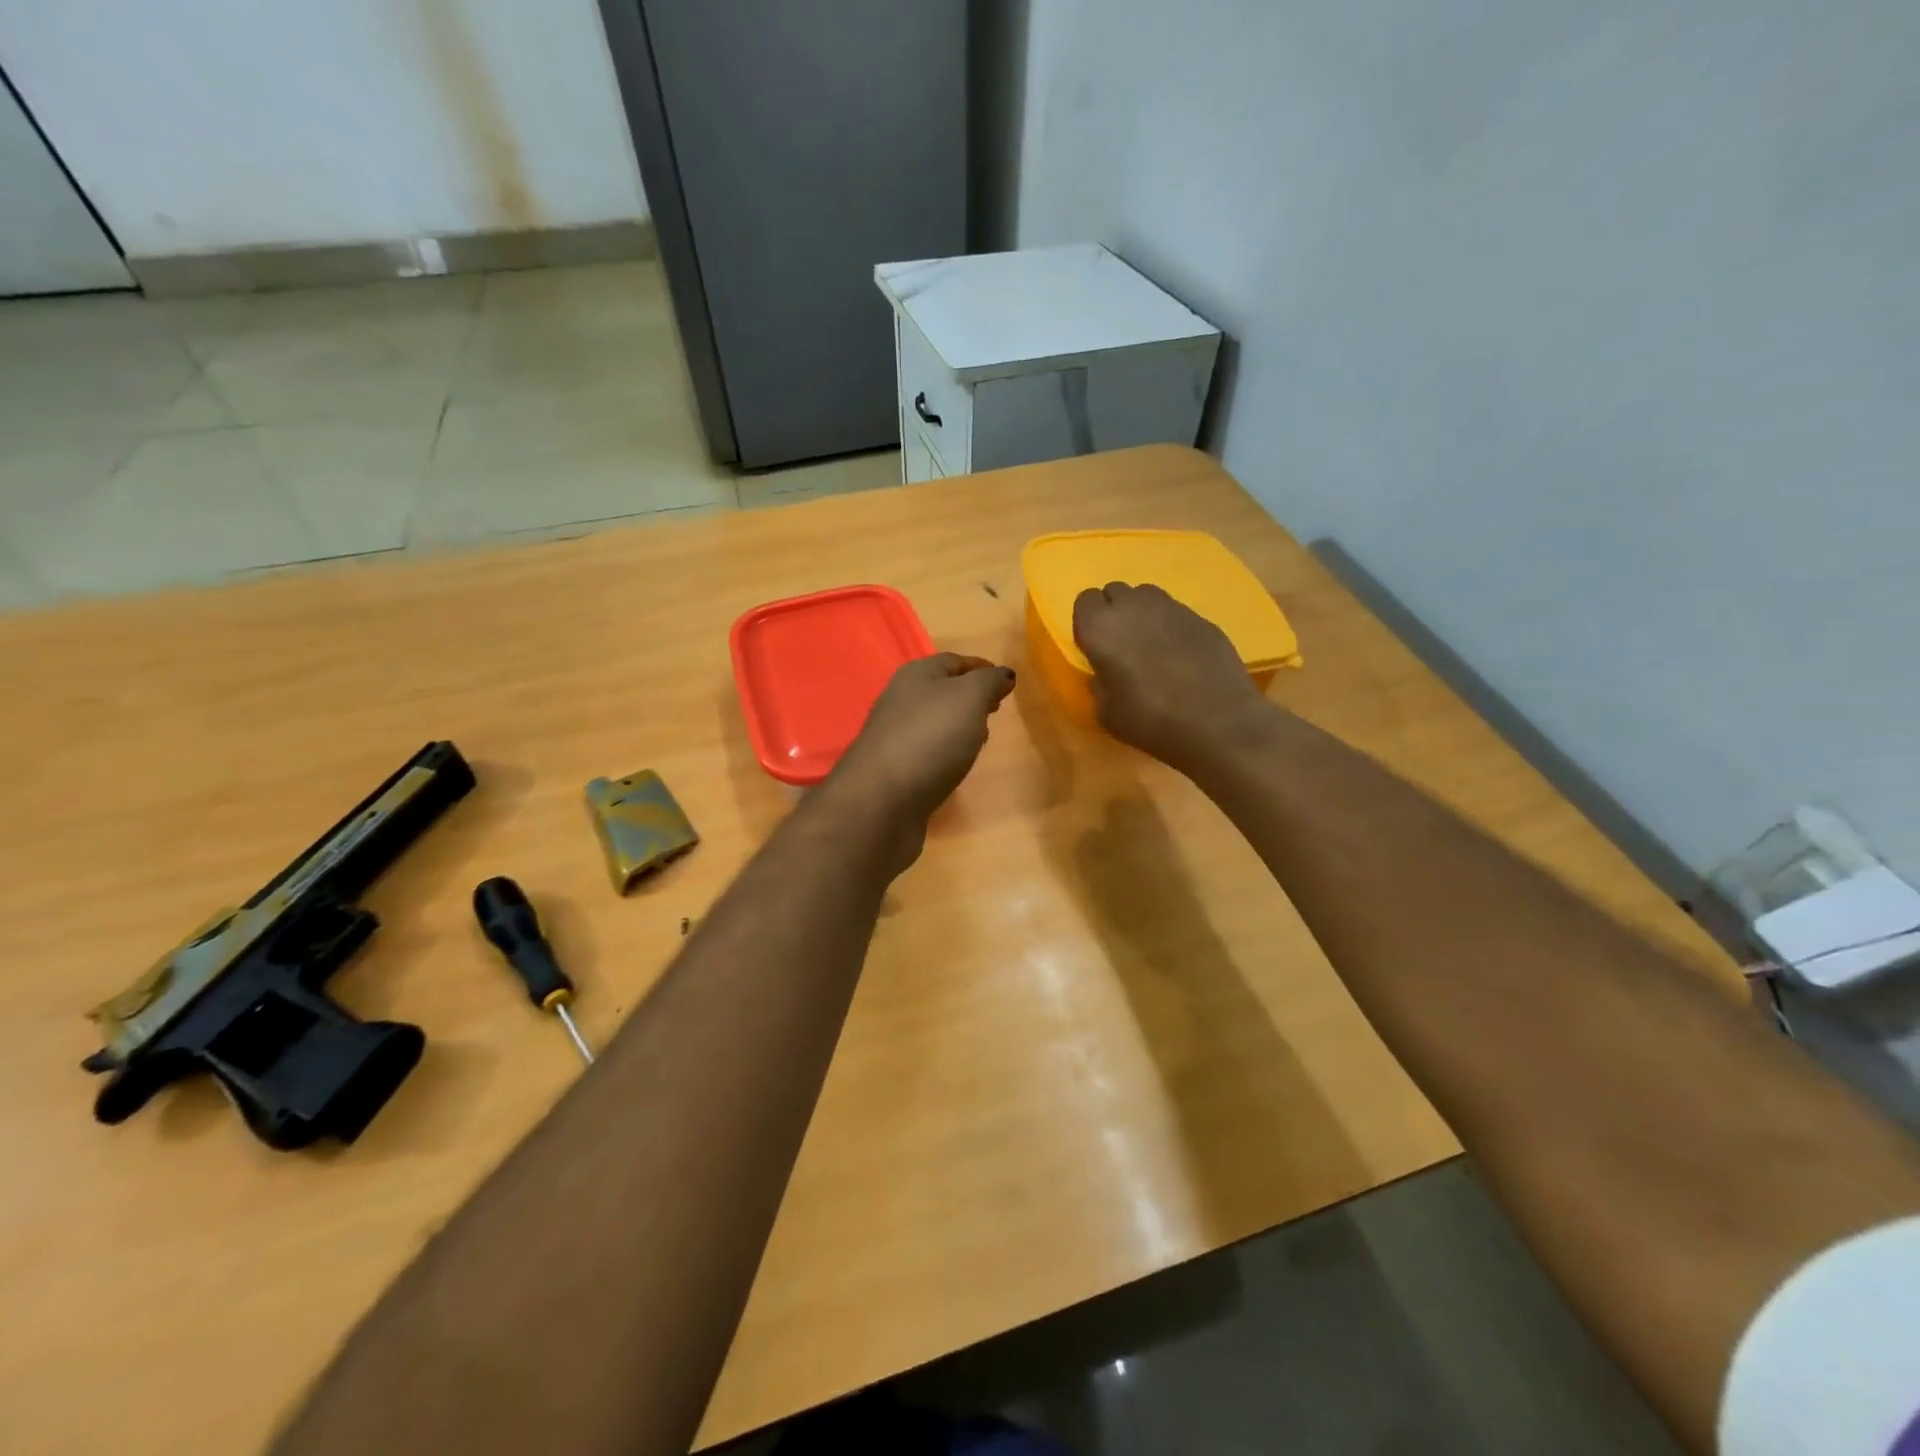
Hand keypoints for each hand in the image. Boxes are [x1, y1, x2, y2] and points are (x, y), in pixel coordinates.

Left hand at [825, 653, 1015, 851]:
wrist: (881, 800)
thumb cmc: (930, 738)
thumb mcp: (969, 698)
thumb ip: (989, 682)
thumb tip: (1004, 674)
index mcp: (915, 676)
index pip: (953, 661)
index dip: (981, 668)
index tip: (1007, 682)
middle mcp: (901, 701)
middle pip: (941, 692)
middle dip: (970, 698)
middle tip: (996, 710)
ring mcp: (895, 737)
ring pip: (934, 724)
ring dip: (958, 727)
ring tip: (981, 740)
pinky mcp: (895, 771)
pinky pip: (927, 753)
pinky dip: (945, 754)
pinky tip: (957, 767)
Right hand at [1072, 582, 1269, 771]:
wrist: (1217, 723)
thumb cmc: (1150, 721)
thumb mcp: (1107, 714)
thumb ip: (1099, 685)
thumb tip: (1104, 674)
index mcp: (1101, 628)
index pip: (1085, 601)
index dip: (1089, 622)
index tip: (1096, 646)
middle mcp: (1134, 607)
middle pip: (1116, 592)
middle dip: (1115, 612)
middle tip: (1122, 646)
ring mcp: (1172, 608)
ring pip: (1147, 596)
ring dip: (1143, 614)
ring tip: (1151, 646)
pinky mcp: (1202, 618)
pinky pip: (1176, 613)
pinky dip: (1172, 627)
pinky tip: (1181, 656)